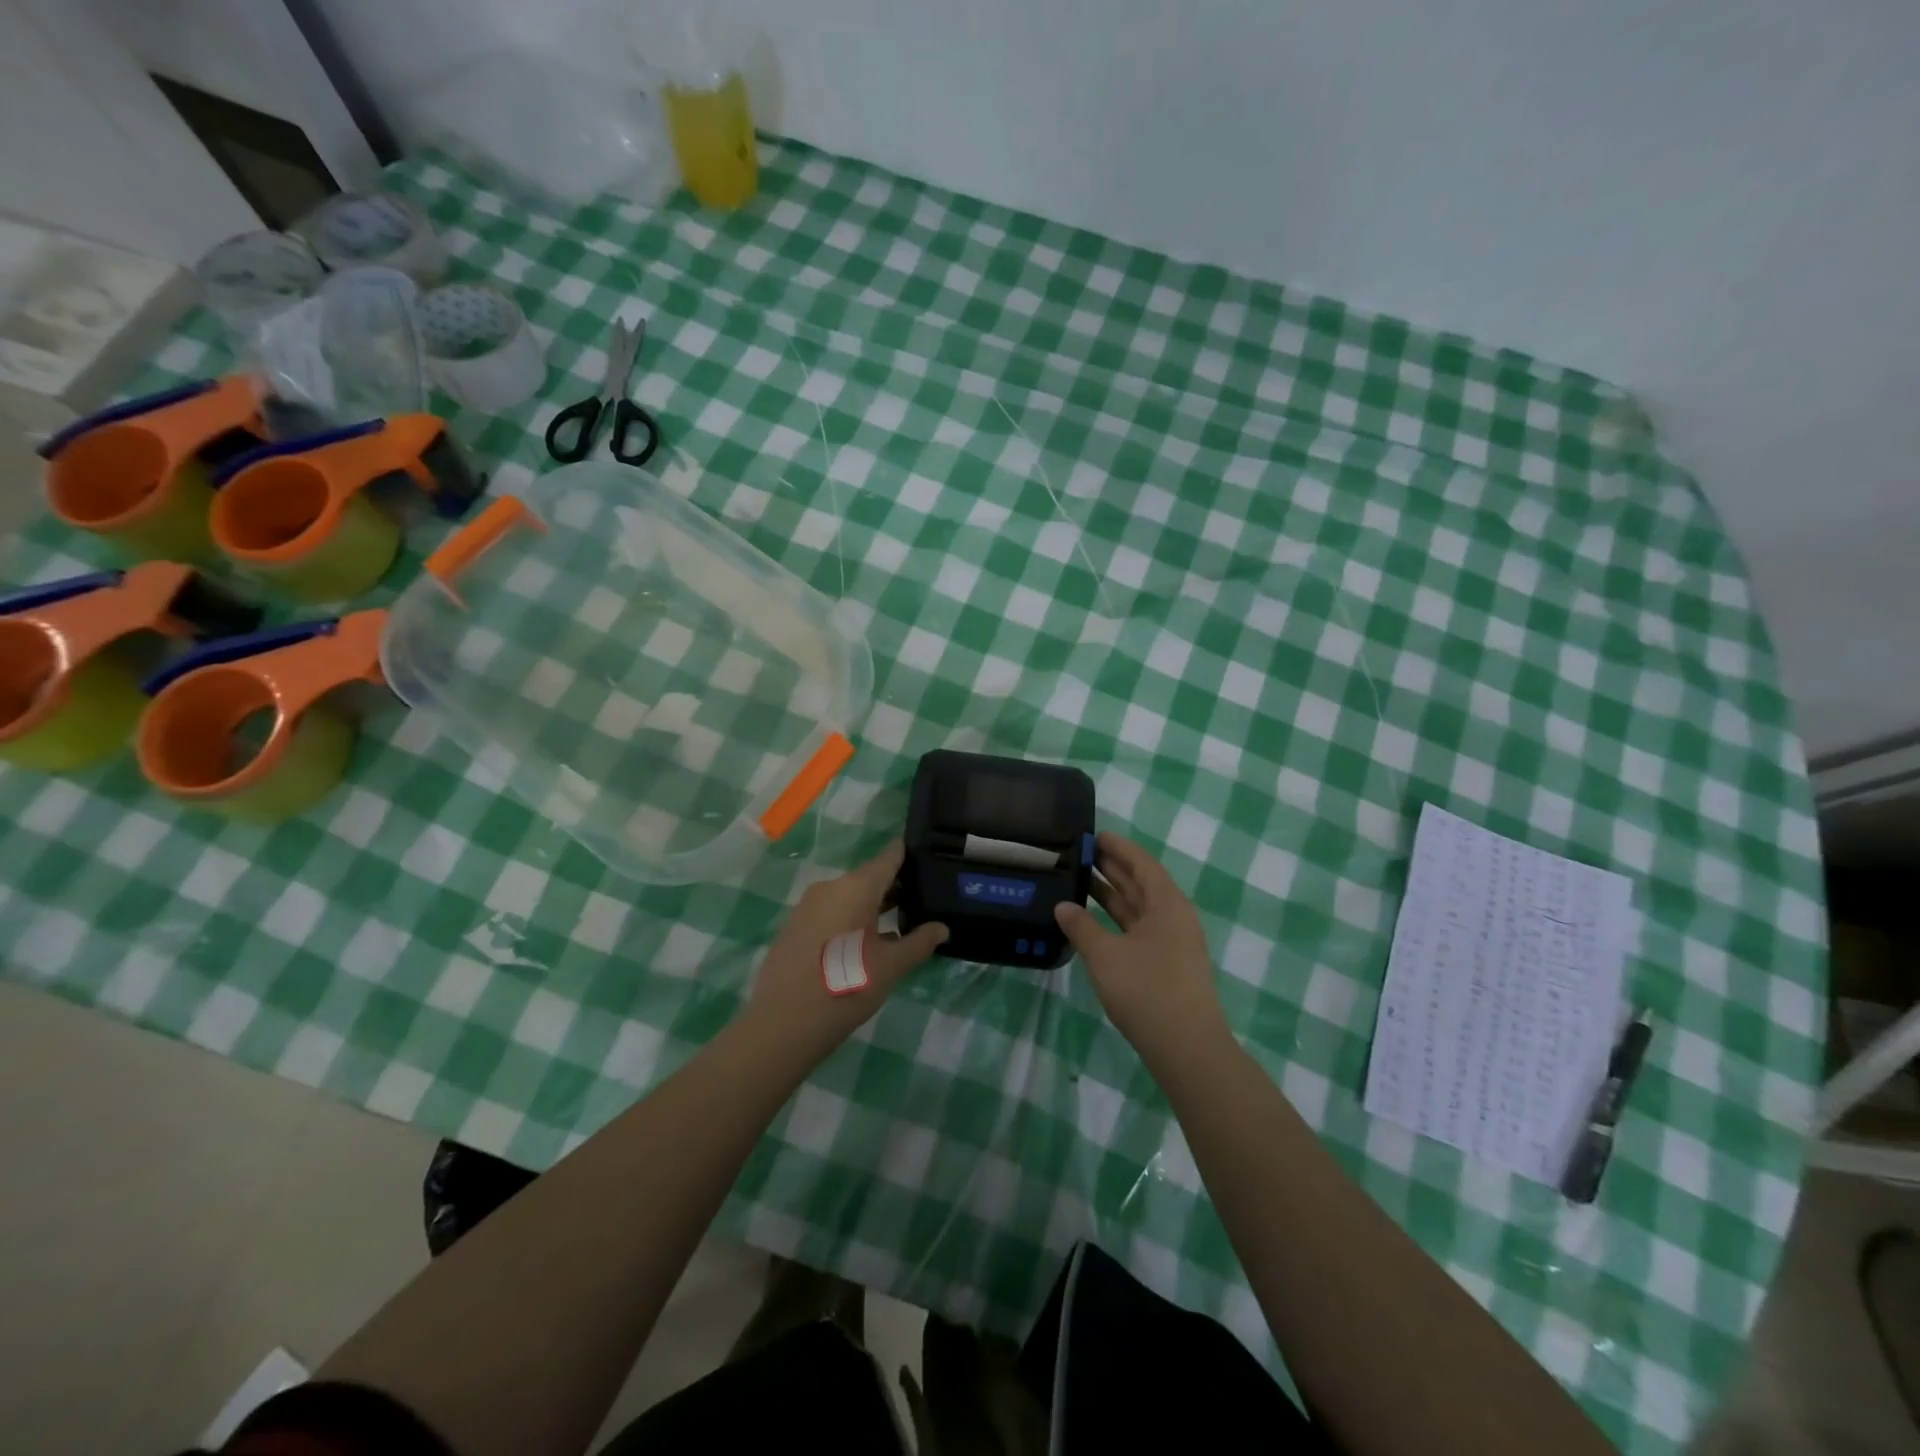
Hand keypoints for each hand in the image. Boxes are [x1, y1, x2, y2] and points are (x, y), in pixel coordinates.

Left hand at [741, 841, 947, 1067]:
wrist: (783, 1023)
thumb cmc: (846, 987)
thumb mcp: (891, 967)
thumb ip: (919, 943)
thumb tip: (942, 928)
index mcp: (857, 887)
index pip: (890, 856)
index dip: (910, 854)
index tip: (930, 859)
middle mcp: (831, 887)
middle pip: (869, 877)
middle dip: (895, 887)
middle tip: (922, 901)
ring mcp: (808, 905)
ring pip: (849, 896)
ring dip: (872, 907)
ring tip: (898, 925)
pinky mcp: (795, 925)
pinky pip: (830, 912)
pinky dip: (850, 920)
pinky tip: (863, 945)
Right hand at [1054, 831, 1230, 1070]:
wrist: (1186, 1047)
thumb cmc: (1146, 990)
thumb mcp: (1104, 955)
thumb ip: (1081, 926)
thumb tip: (1063, 906)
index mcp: (1167, 903)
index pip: (1141, 863)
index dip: (1117, 847)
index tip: (1093, 835)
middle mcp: (1174, 917)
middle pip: (1142, 882)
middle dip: (1113, 868)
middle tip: (1080, 854)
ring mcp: (1173, 942)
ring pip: (1139, 907)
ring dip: (1113, 894)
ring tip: (1081, 880)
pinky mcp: (1167, 965)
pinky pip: (1139, 928)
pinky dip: (1117, 919)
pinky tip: (1094, 921)